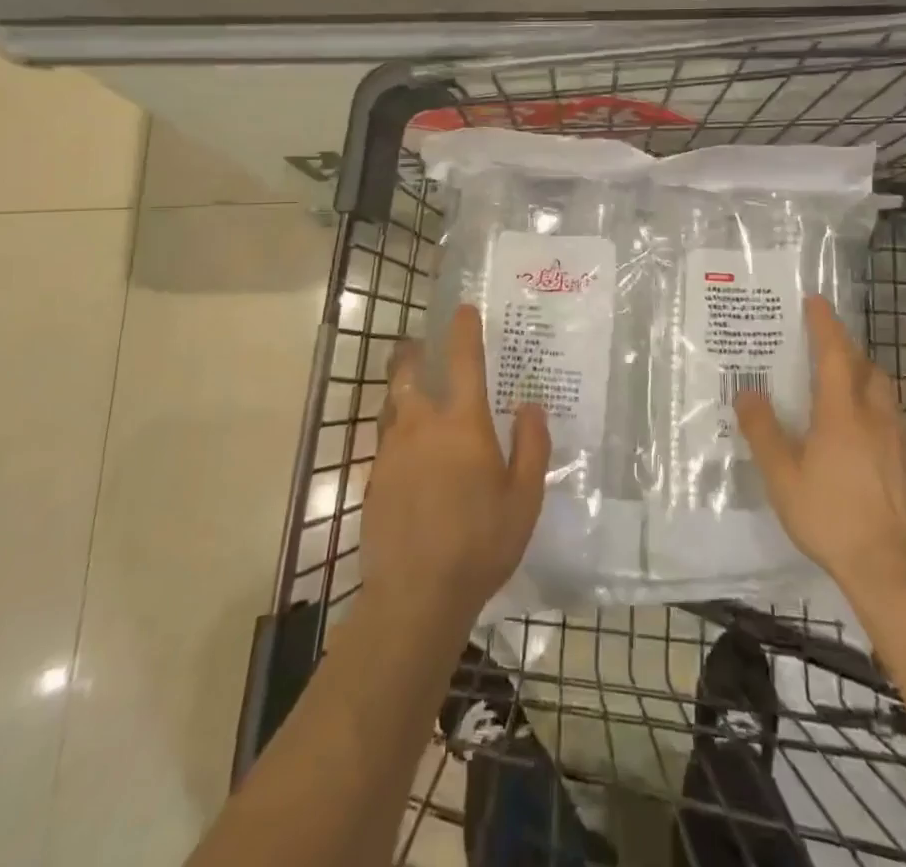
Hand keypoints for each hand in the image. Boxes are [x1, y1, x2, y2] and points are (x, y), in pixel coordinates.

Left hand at [364, 305, 550, 632]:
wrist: (415, 596)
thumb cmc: (481, 543)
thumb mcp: (524, 498)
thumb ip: (531, 446)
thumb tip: (530, 405)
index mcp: (463, 424)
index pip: (463, 361)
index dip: (463, 330)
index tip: (462, 309)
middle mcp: (422, 426)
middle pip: (407, 373)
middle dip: (412, 353)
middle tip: (419, 345)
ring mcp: (391, 452)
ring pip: (391, 405)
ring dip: (401, 390)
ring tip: (411, 393)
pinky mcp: (373, 479)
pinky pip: (385, 440)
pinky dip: (396, 432)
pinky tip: (407, 453)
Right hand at [737, 296, 905, 607]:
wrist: (889, 567)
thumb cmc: (830, 516)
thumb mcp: (782, 475)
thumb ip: (762, 431)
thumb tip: (746, 392)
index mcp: (842, 412)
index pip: (835, 354)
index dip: (824, 324)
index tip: (814, 301)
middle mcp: (873, 416)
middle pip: (865, 366)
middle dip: (844, 346)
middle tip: (820, 341)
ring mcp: (894, 439)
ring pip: (880, 389)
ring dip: (860, 372)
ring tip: (837, 378)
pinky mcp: (903, 461)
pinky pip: (886, 412)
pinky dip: (868, 400)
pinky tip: (853, 425)